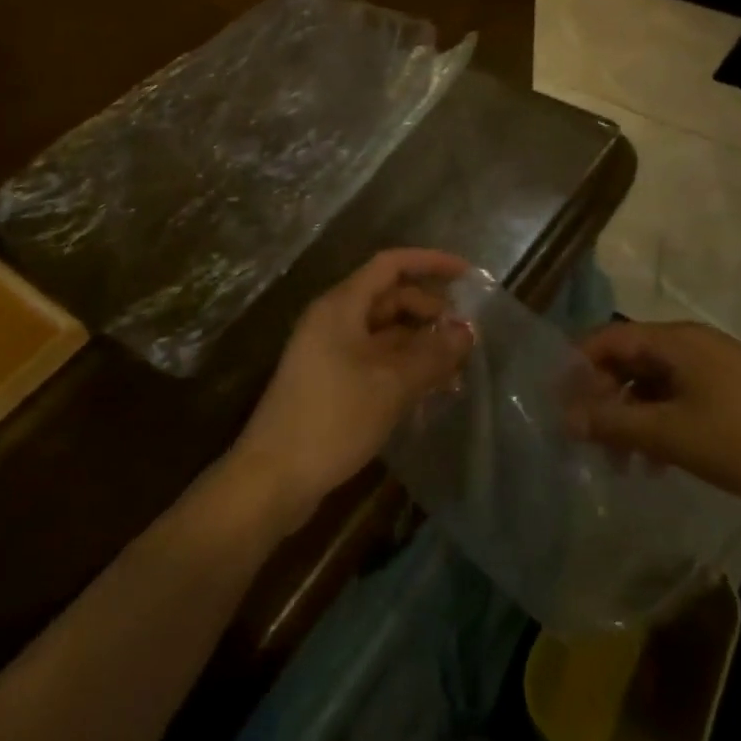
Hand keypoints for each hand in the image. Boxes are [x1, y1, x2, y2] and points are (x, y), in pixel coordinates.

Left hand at [230, 248, 473, 533]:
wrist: (272, 478)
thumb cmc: (332, 419)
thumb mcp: (391, 384)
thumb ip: (433, 354)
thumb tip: (467, 331)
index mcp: (341, 306)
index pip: (390, 265)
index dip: (430, 262)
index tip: (467, 274)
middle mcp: (334, 320)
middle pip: (390, 298)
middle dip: (430, 311)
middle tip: (467, 335)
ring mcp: (330, 352)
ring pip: (386, 333)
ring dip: (421, 344)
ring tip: (458, 367)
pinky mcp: (331, 382)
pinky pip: (376, 360)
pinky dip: (405, 367)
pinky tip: (432, 390)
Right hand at [568, 320, 740, 522]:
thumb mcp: (669, 435)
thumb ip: (613, 423)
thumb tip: (565, 418)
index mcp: (676, 340)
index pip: (609, 339)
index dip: (578, 366)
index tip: (558, 402)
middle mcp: (692, 342)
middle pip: (630, 359)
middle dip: (604, 397)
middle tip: (588, 438)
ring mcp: (715, 365)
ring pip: (654, 382)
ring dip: (630, 415)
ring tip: (621, 462)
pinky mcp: (731, 390)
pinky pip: (679, 395)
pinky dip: (659, 421)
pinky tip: (656, 461)